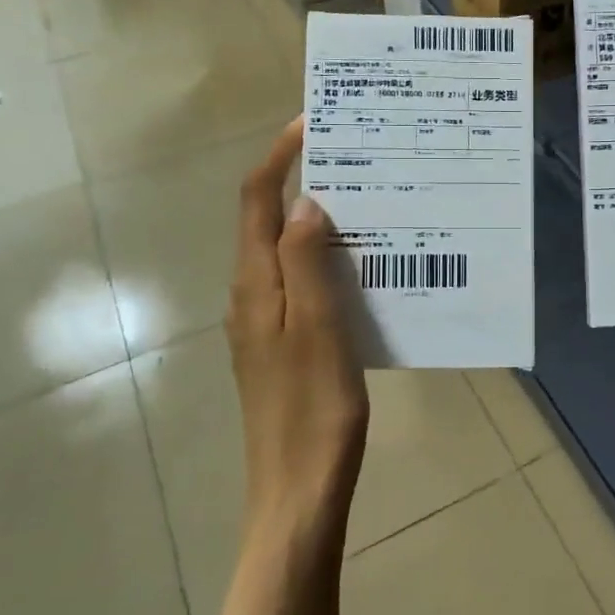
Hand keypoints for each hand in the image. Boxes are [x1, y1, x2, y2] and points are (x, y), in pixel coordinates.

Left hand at [229, 119, 368, 546]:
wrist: (298, 490)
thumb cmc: (312, 409)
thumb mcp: (316, 328)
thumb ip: (306, 262)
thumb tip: (305, 202)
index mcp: (254, 286)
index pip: (255, 202)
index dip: (278, 158)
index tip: (312, 124)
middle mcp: (250, 296)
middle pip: (266, 223)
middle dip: (300, 182)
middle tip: (353, 161)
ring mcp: (264, 324)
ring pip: (285, 254)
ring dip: (315, 223)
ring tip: (365, 205)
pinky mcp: (282, 346)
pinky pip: (300, 284)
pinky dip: (324, 261)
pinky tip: (362, 269)